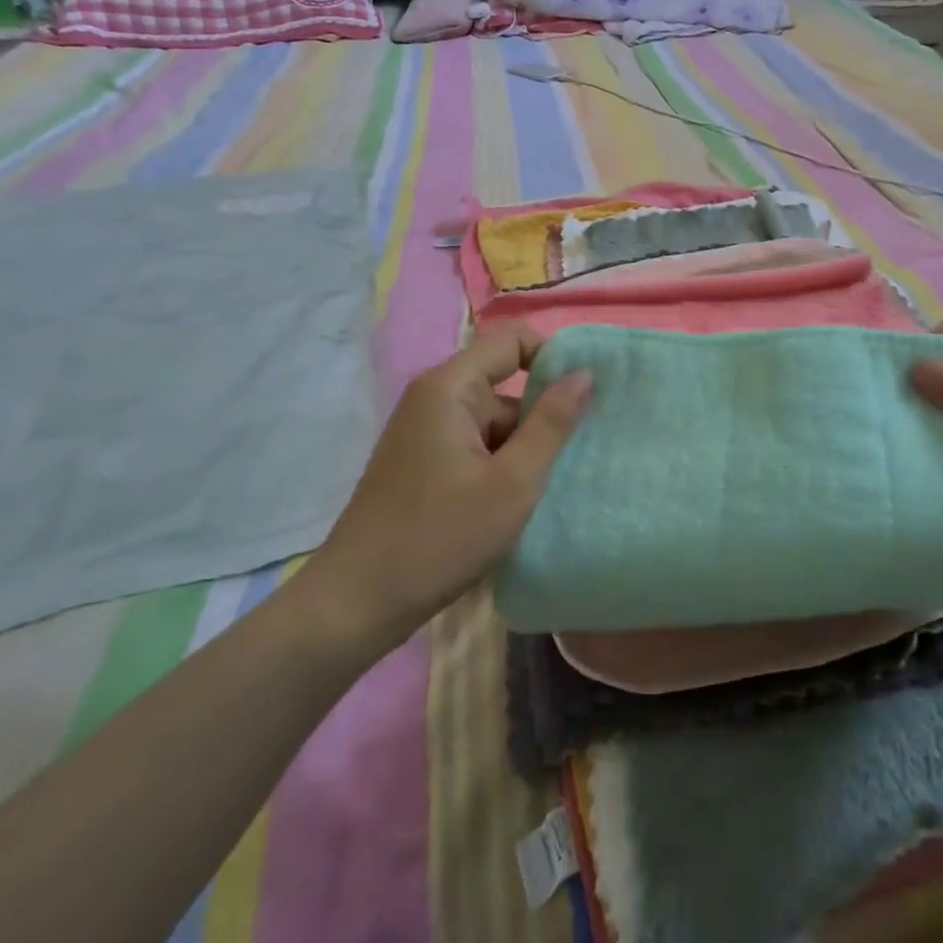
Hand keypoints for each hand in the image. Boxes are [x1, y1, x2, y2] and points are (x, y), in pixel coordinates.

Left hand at [302, 324, 590, 641]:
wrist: (357, 602)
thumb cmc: (440, 538)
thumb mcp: (513, 482)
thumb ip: (552, 423)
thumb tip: (585, 372)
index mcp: (450, 387)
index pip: (513, 340)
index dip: (553, 358)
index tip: (586, 398)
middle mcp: (433, 397)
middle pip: (504, 383)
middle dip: (541, 416)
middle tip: (575, 456)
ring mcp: (424, 430)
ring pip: (493, 420)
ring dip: (522, 447)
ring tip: (549, 487)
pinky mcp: (422, 460)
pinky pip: (474, 444)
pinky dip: (500, 463)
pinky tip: (515, 501)